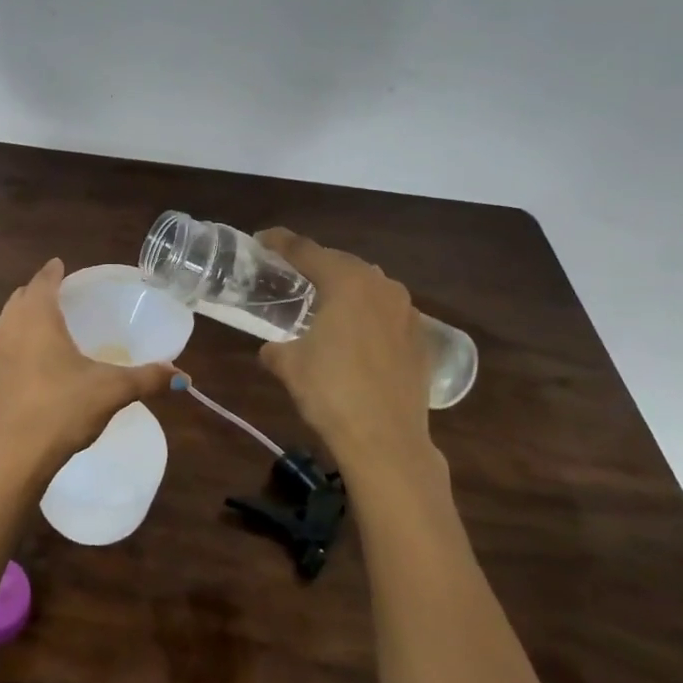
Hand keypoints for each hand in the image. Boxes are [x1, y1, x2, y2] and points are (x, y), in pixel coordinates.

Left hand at [0, 259, 173, 483]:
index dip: (54, 271)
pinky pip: (5, 343)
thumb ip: (147, 379)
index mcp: (37, 317)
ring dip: (25, 314)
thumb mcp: (111, 391)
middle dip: (40, 291)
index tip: (62, 265)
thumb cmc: (61, 409)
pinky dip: (18, 338)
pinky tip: (36, 357)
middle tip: (63, 294)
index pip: (44, 280)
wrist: (12, 456)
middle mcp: (10, 326)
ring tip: (49, 322)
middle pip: (22, 296)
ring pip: (9, 319)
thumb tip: (182, 375)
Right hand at [254, 228, 439, 483]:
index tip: (261, 240)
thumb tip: (273, 349)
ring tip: (323, 302)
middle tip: (289, 274)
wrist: (387, 441)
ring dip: (344, 287)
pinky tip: (355, 333)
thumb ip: (275, 347)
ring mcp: (406, 311)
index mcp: (345, 281)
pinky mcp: (421, 337)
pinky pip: (386, 311)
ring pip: (368, 285)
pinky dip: (367, 313)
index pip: (305, 250)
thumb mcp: (288, 365)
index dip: (279, 242)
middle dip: (314, 264)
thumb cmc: (331, 393)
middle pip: (339, 262)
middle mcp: (380, 285)